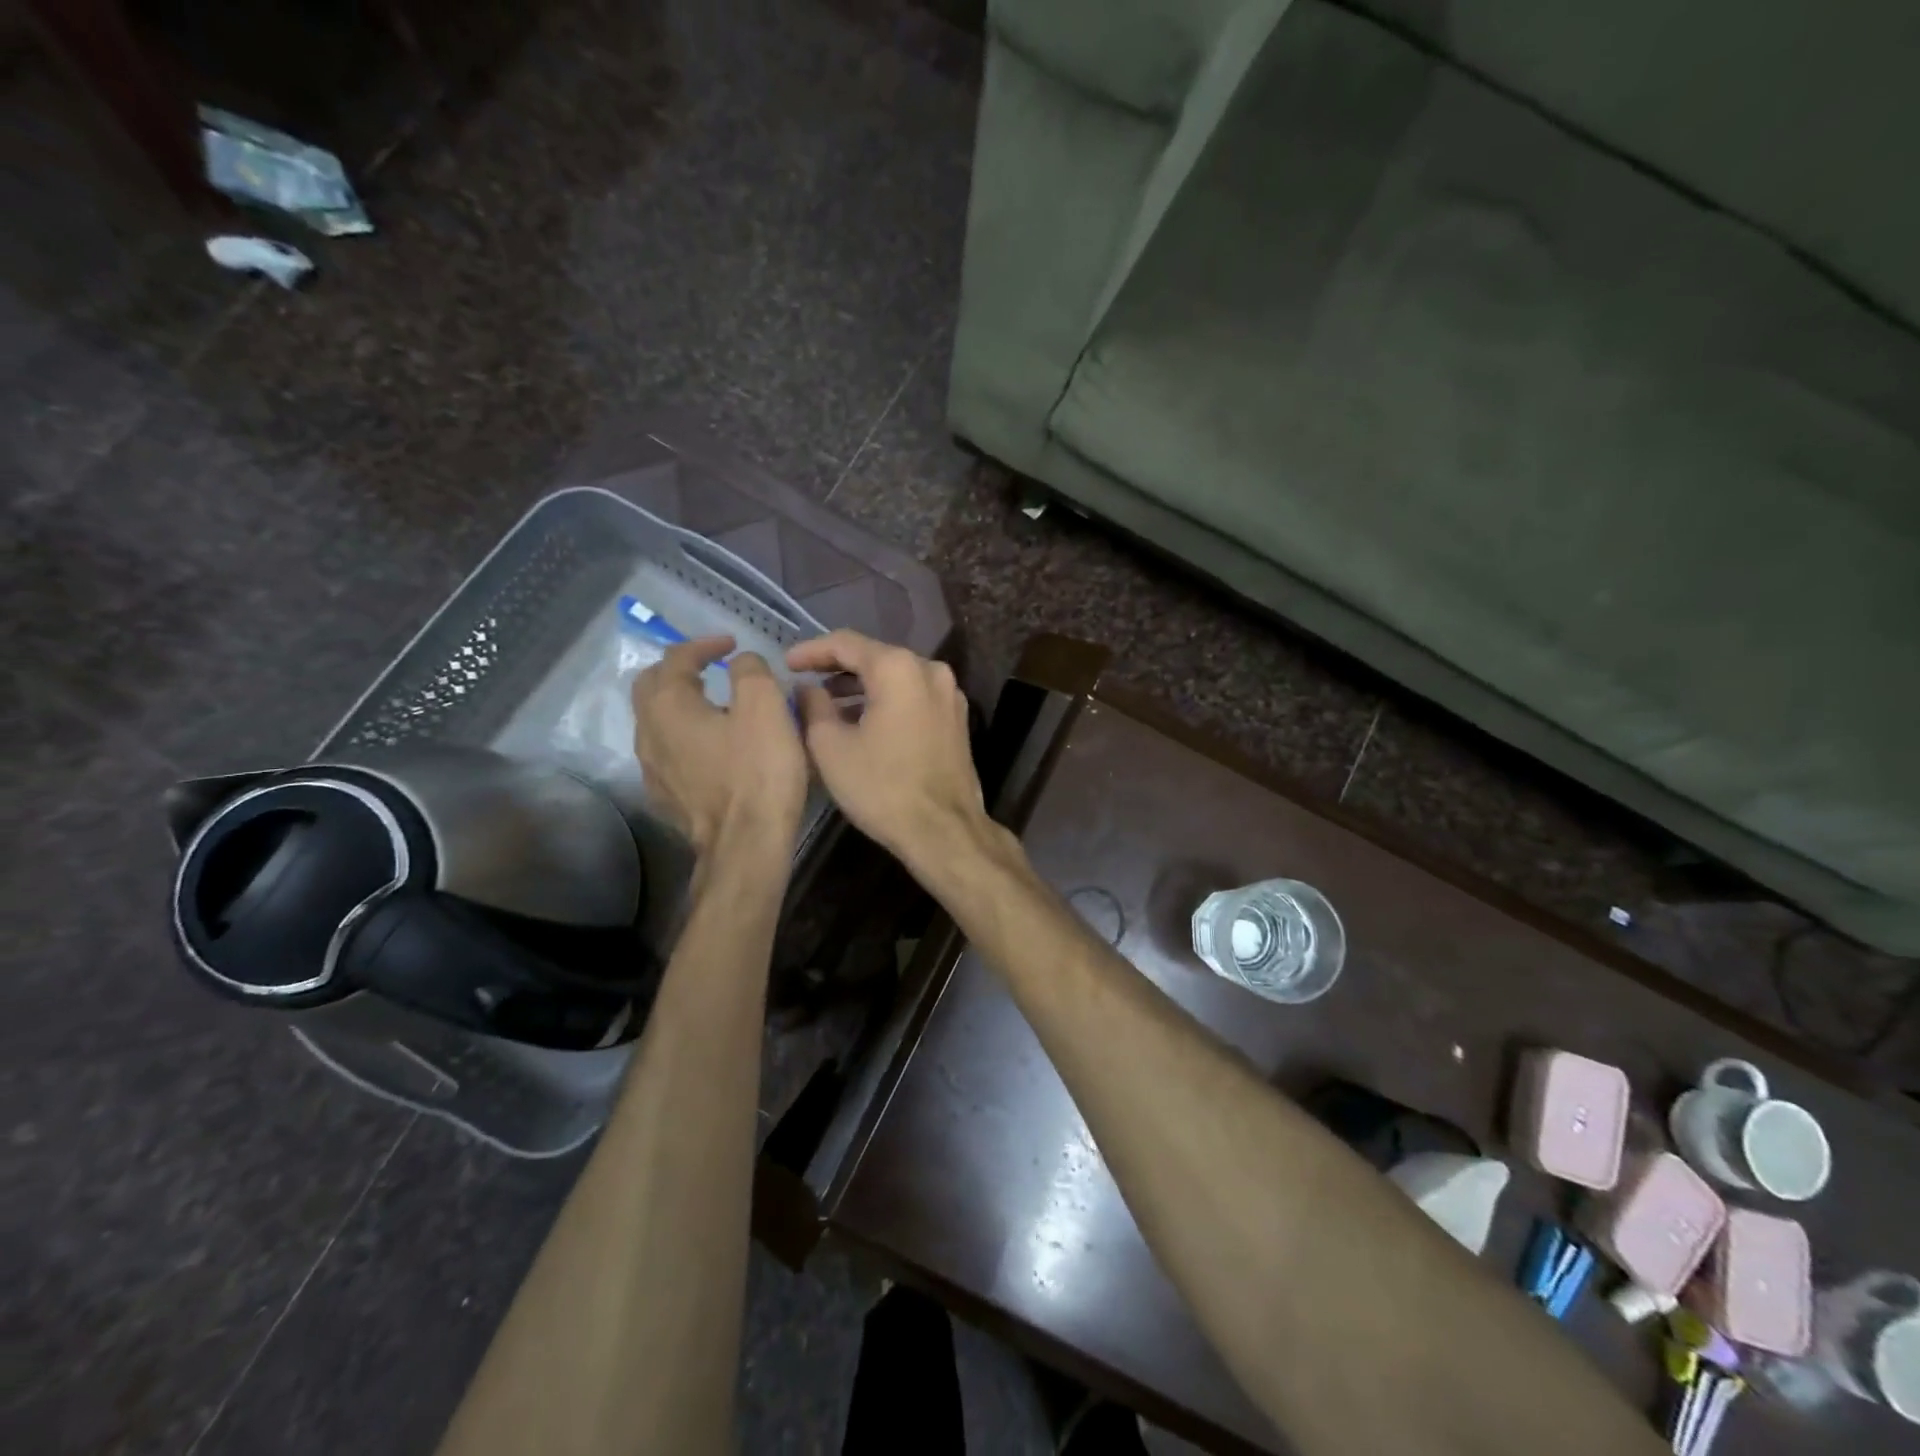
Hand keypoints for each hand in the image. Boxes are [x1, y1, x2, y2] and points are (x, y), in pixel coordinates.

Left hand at [632, 637, 807, 854]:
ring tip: (713, 707)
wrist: (745, 842)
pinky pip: (666, 753)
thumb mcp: (765, 707)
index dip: (704, 644)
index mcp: (669, 705)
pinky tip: (709, 749)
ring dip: (680, 705)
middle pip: (651, 687)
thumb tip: (741, 662)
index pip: (676, 658)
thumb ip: (751, 671)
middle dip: (679, 670)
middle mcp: (648, 732)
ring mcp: (651, 768)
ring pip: (656, 722)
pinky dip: (683, 737)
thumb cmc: (758, 771)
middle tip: (711, 669)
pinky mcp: (664, 797)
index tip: (732, 645)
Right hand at [786, 632, 986, 865]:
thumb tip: (807, 688)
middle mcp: (930, 670)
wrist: (943, 831)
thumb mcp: (830, 747)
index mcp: (898, 668)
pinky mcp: (956, 718)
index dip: (811, 651)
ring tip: (828, 704)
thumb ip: (812, 706)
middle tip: (805, 681)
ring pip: (896, 677)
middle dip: (837, 668)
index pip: (845, 643)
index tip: (786, 664)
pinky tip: (863, 720)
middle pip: (874, 656)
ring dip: (861, 686)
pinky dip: (886, 700)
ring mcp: (949, 694)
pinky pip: (913, 696)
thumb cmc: (881, 788)